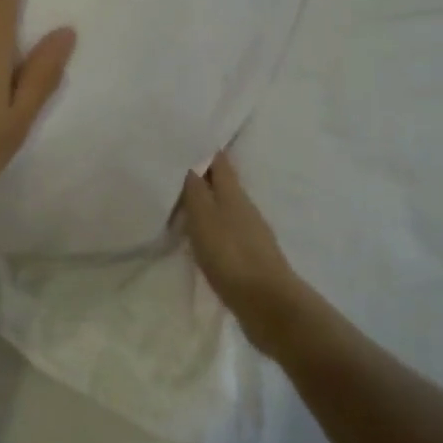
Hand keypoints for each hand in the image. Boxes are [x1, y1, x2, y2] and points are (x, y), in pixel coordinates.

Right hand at [180, 154, 305, 353]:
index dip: (204, 148)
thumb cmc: (231, 255)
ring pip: (224, 207)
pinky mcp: (249, 258)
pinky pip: (225, 231)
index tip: (187, 137)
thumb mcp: (204, 217)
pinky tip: (198, 236)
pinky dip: (210, 227)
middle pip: (222, 183)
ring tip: (180, 201)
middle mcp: (244, 207)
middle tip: (174, 168)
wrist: (268, 305)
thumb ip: (196, 189)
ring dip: (205, 202)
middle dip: (202, 174)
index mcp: (234, 193)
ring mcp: (250, 233)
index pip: (219, 161)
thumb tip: (190, 161)